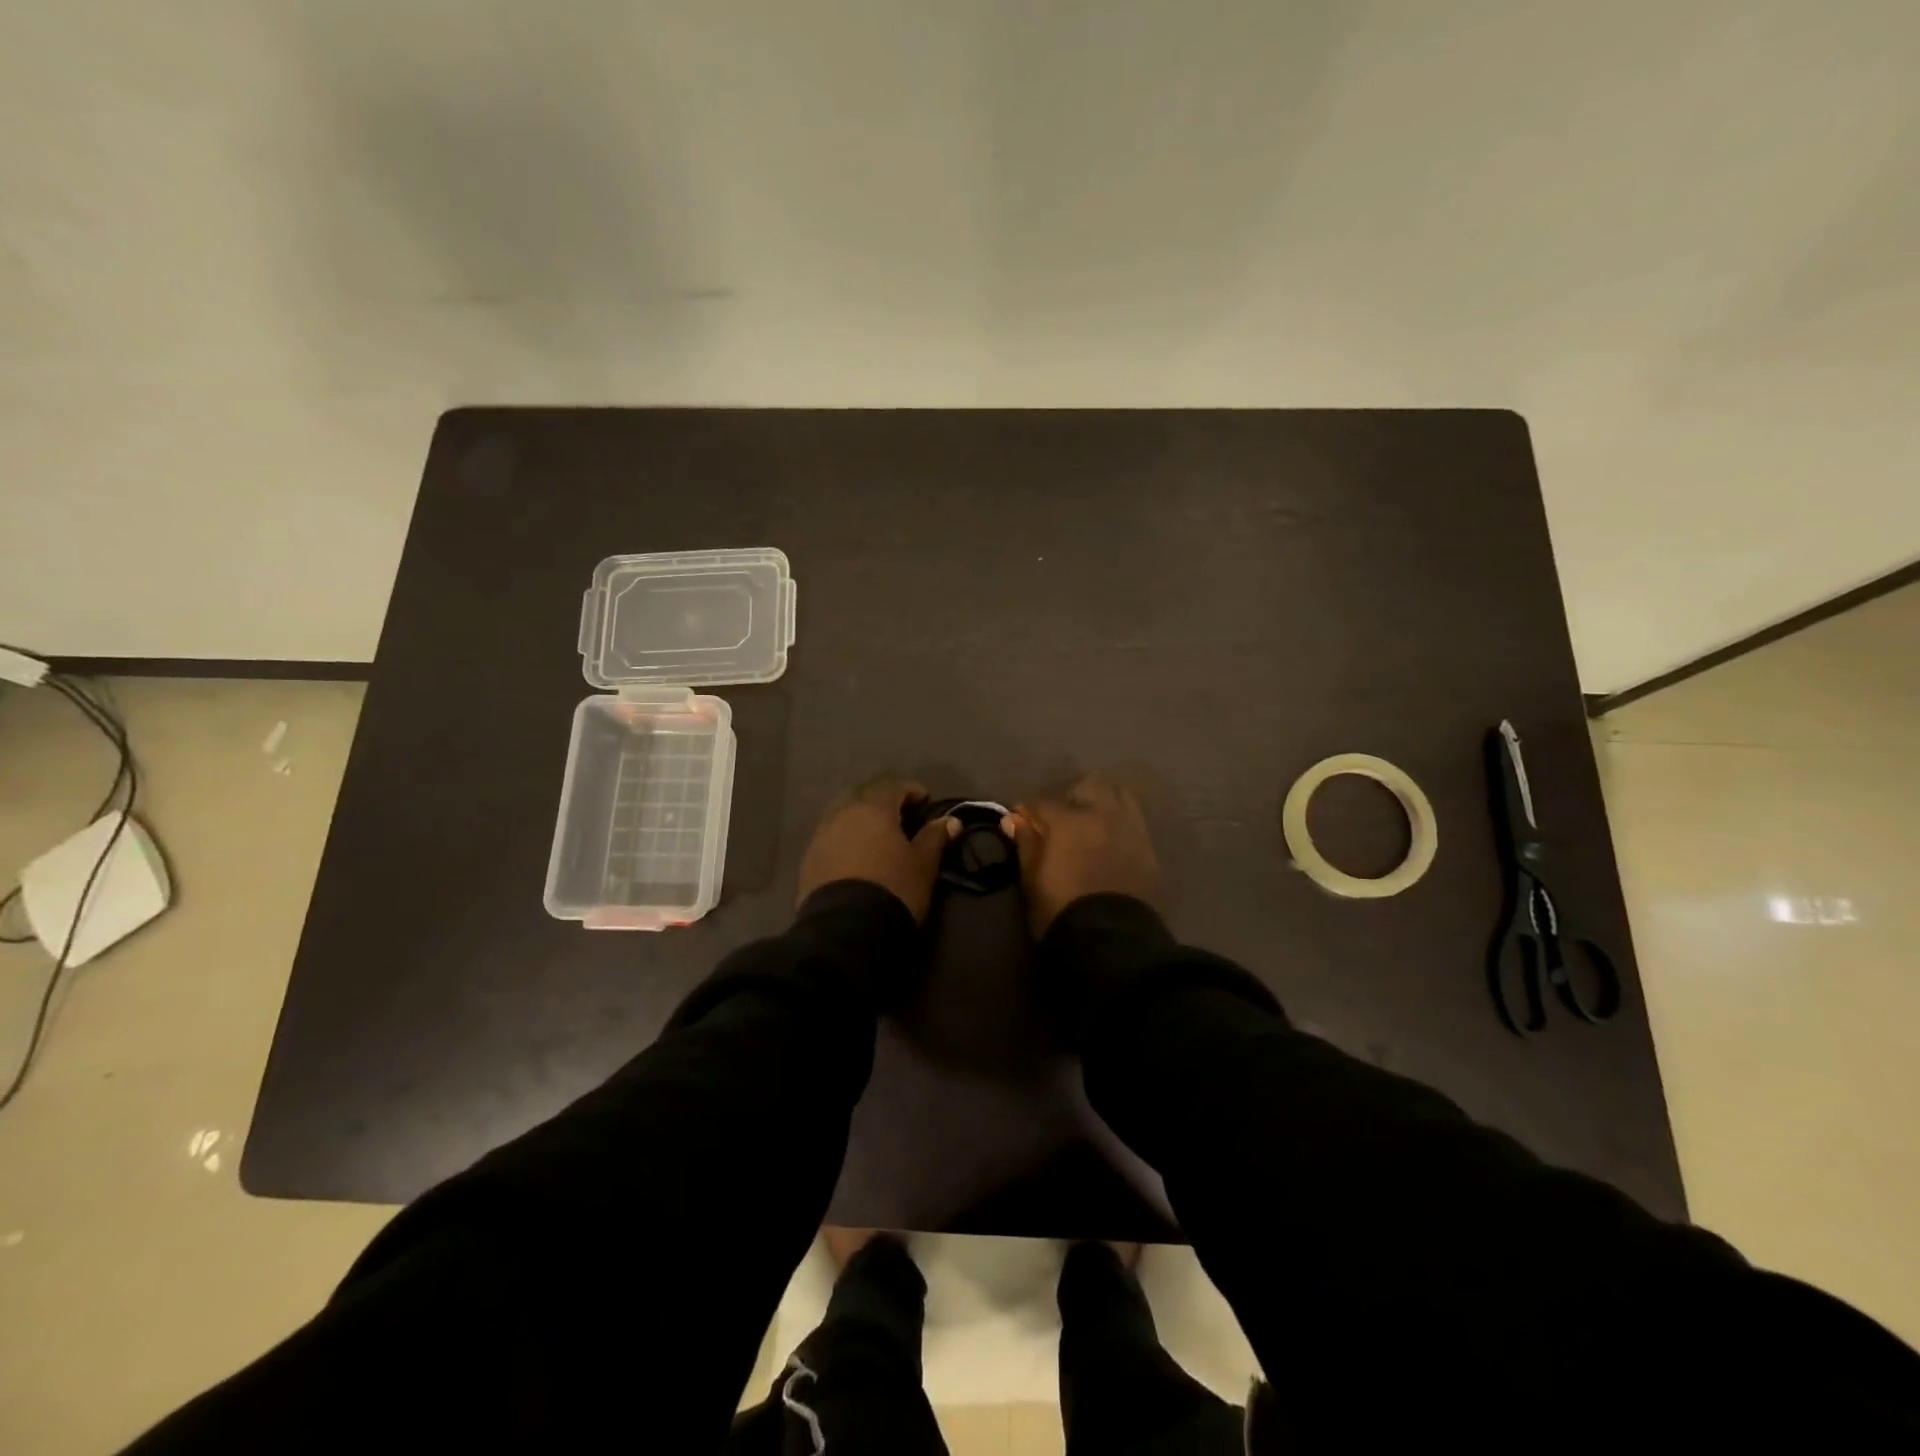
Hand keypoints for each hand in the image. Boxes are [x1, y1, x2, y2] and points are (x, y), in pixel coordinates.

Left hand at [797, 779, 957, 922]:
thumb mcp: (923, 864)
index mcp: (873, 808)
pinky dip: (846, 841)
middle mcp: (843, 813)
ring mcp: (821, 836)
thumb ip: (935, 838)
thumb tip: (951, 820)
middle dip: (883, 802)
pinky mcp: (808, 860)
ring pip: (843, 816)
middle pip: (864, 796)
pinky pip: (830, 839)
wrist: (846, 929)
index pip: (893, 786)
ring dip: (861, 821)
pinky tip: (856, 858)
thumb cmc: (894, 887)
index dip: (911, 790)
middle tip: (900, 818)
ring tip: (877, 839)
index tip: (925, 801)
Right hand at [1002, 775, 1158, 937]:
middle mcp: (1101, 813)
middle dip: (1070, 796)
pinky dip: (1120, 819)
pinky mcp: (1148, 845)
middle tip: (1059, 818)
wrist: (1112, 941)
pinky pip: (1134, 817)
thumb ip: (1025, 844)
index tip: (1020, 823)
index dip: (1027, 812)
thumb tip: (1013, 819)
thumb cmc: (1061, 911)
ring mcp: (1129, 827)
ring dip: (1101, 800)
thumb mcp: (1032, 880)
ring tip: (1090, 820)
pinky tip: (1111, 835)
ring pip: (1117, 794)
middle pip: (1086, 786)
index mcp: (1067, 820)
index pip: (1041, 802)